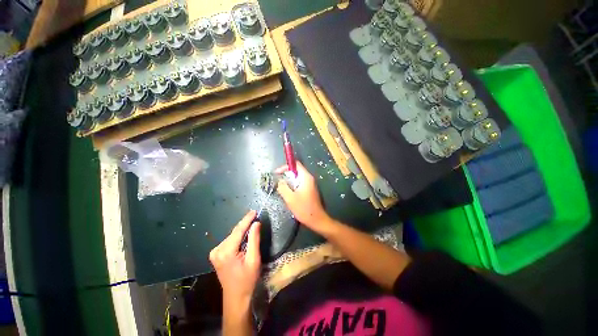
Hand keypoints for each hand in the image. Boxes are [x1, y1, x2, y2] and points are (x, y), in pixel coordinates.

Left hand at [209, 211, 260, 303]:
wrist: (236, 297)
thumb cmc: (247, 280)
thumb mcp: (254, 260)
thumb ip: (254, 240)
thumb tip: (256, 223)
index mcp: (226, 252)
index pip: (238, 230)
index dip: (247, 219)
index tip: (254, 211)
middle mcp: (217, 250)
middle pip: (234, 232)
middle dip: (245, 224)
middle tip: (255, 216)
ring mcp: (215, 252)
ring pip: (232, 235)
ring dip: (242, 230)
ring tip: (252, 224)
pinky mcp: (216, 254)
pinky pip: (229, 240)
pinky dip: (238, 236)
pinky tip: (244, 235)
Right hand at [276, 161, 330, 230]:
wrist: (317, 220)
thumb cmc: (304, 208)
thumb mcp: (290, 198)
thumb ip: (283, 187)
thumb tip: (280, 181)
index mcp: (306, 177)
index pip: (296, 164)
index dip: (285, 166)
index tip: (277, 173)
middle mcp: (309, 179)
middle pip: (296, 171)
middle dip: (286, 175)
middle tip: (278, 182)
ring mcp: (310, 185)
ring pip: (297, 178)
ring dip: (289, 182)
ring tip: (282, 189)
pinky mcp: (309, 190)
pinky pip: (299, 184)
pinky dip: (293, 186)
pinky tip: (289, 195)